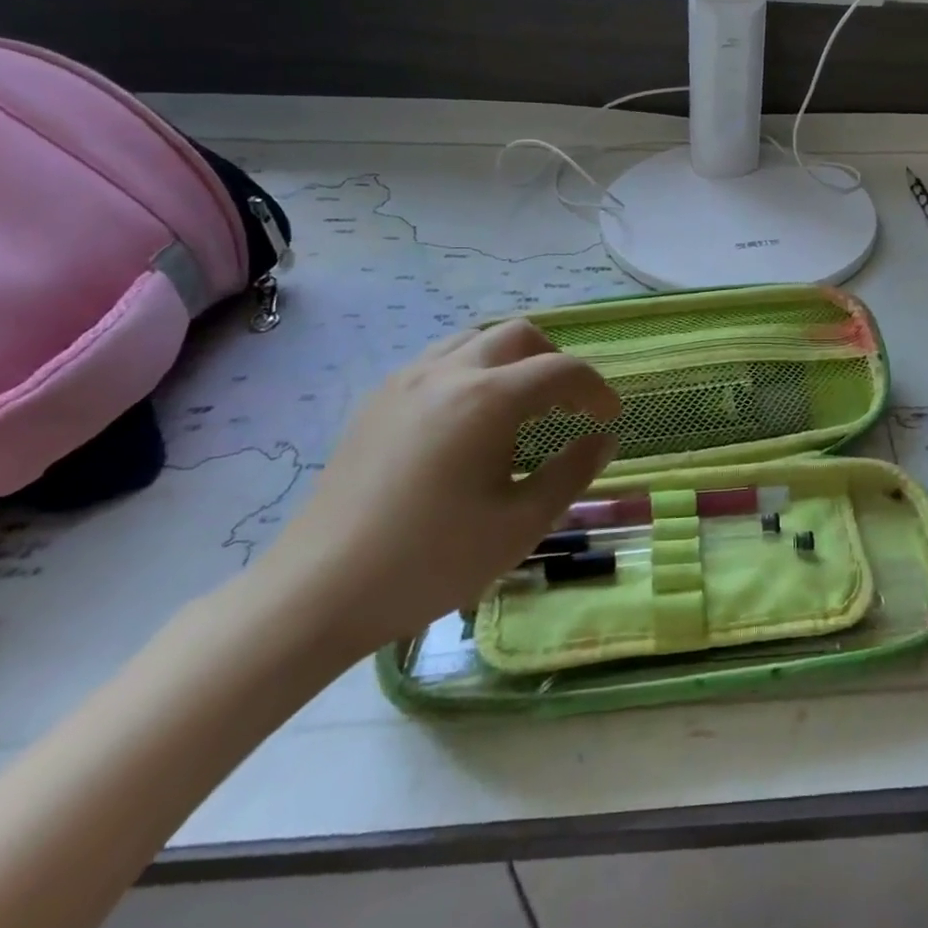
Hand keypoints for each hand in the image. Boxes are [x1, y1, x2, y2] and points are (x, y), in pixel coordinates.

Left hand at [254, 321, 621, 654]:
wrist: (319, 591)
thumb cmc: (432, 560)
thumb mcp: (521, 524)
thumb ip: (572, 473)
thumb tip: (603, 439)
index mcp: (489, 399)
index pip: (562, 370)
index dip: (595, 390)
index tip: (608, 419)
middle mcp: (448, 373)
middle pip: (519, 335)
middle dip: (555, 362)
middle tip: (567, 407)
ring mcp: (406, 382)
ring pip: (474, 339)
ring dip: (511, 361)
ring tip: (521, 407)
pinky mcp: (377, 401)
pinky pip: (438, 360)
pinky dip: (472, 371)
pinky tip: (469, 422)